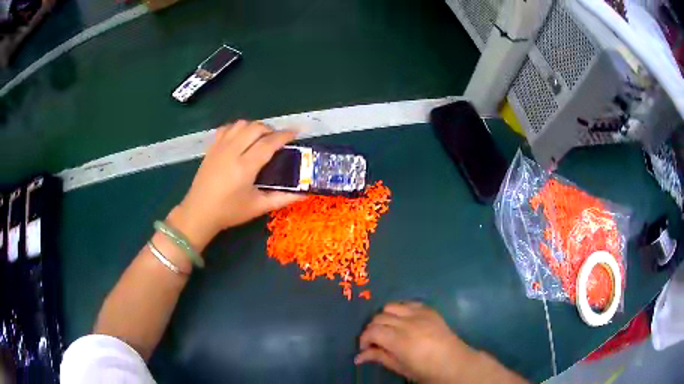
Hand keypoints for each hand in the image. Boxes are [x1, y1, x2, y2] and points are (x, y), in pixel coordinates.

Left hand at [169, 120, 303, 249]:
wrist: (199, 212)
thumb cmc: (229, 212)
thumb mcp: (258, 207)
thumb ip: (283, 198)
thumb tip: (304, 193)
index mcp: (245, 167)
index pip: (268, 143)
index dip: (284, 135)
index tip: (296, 133)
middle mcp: (232, 151)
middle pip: (255, 128)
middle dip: (270, 129)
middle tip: (277, 140)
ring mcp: (220, 147)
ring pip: (241, 124)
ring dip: (254, 127)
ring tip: (260, 138)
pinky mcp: (211, 148)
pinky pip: (227, 128)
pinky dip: (238, 128)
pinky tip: (241, 138)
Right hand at [356, 302, 525, 383]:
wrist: (454, 363)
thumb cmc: (426, 370)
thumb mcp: (400, 367)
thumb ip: (379, 357)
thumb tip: (358, 357)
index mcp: (400, 341)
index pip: (372, 331)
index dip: (364, 339)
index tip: (365, 348)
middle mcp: (408, 323)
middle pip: (379, 318)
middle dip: (372, 329)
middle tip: (375, 341)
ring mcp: (420, 314)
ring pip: (390, 307)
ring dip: (384, 317)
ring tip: (388, 330)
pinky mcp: (429, 310)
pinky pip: (408, 303)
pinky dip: (400, 310)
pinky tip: (402, 321)